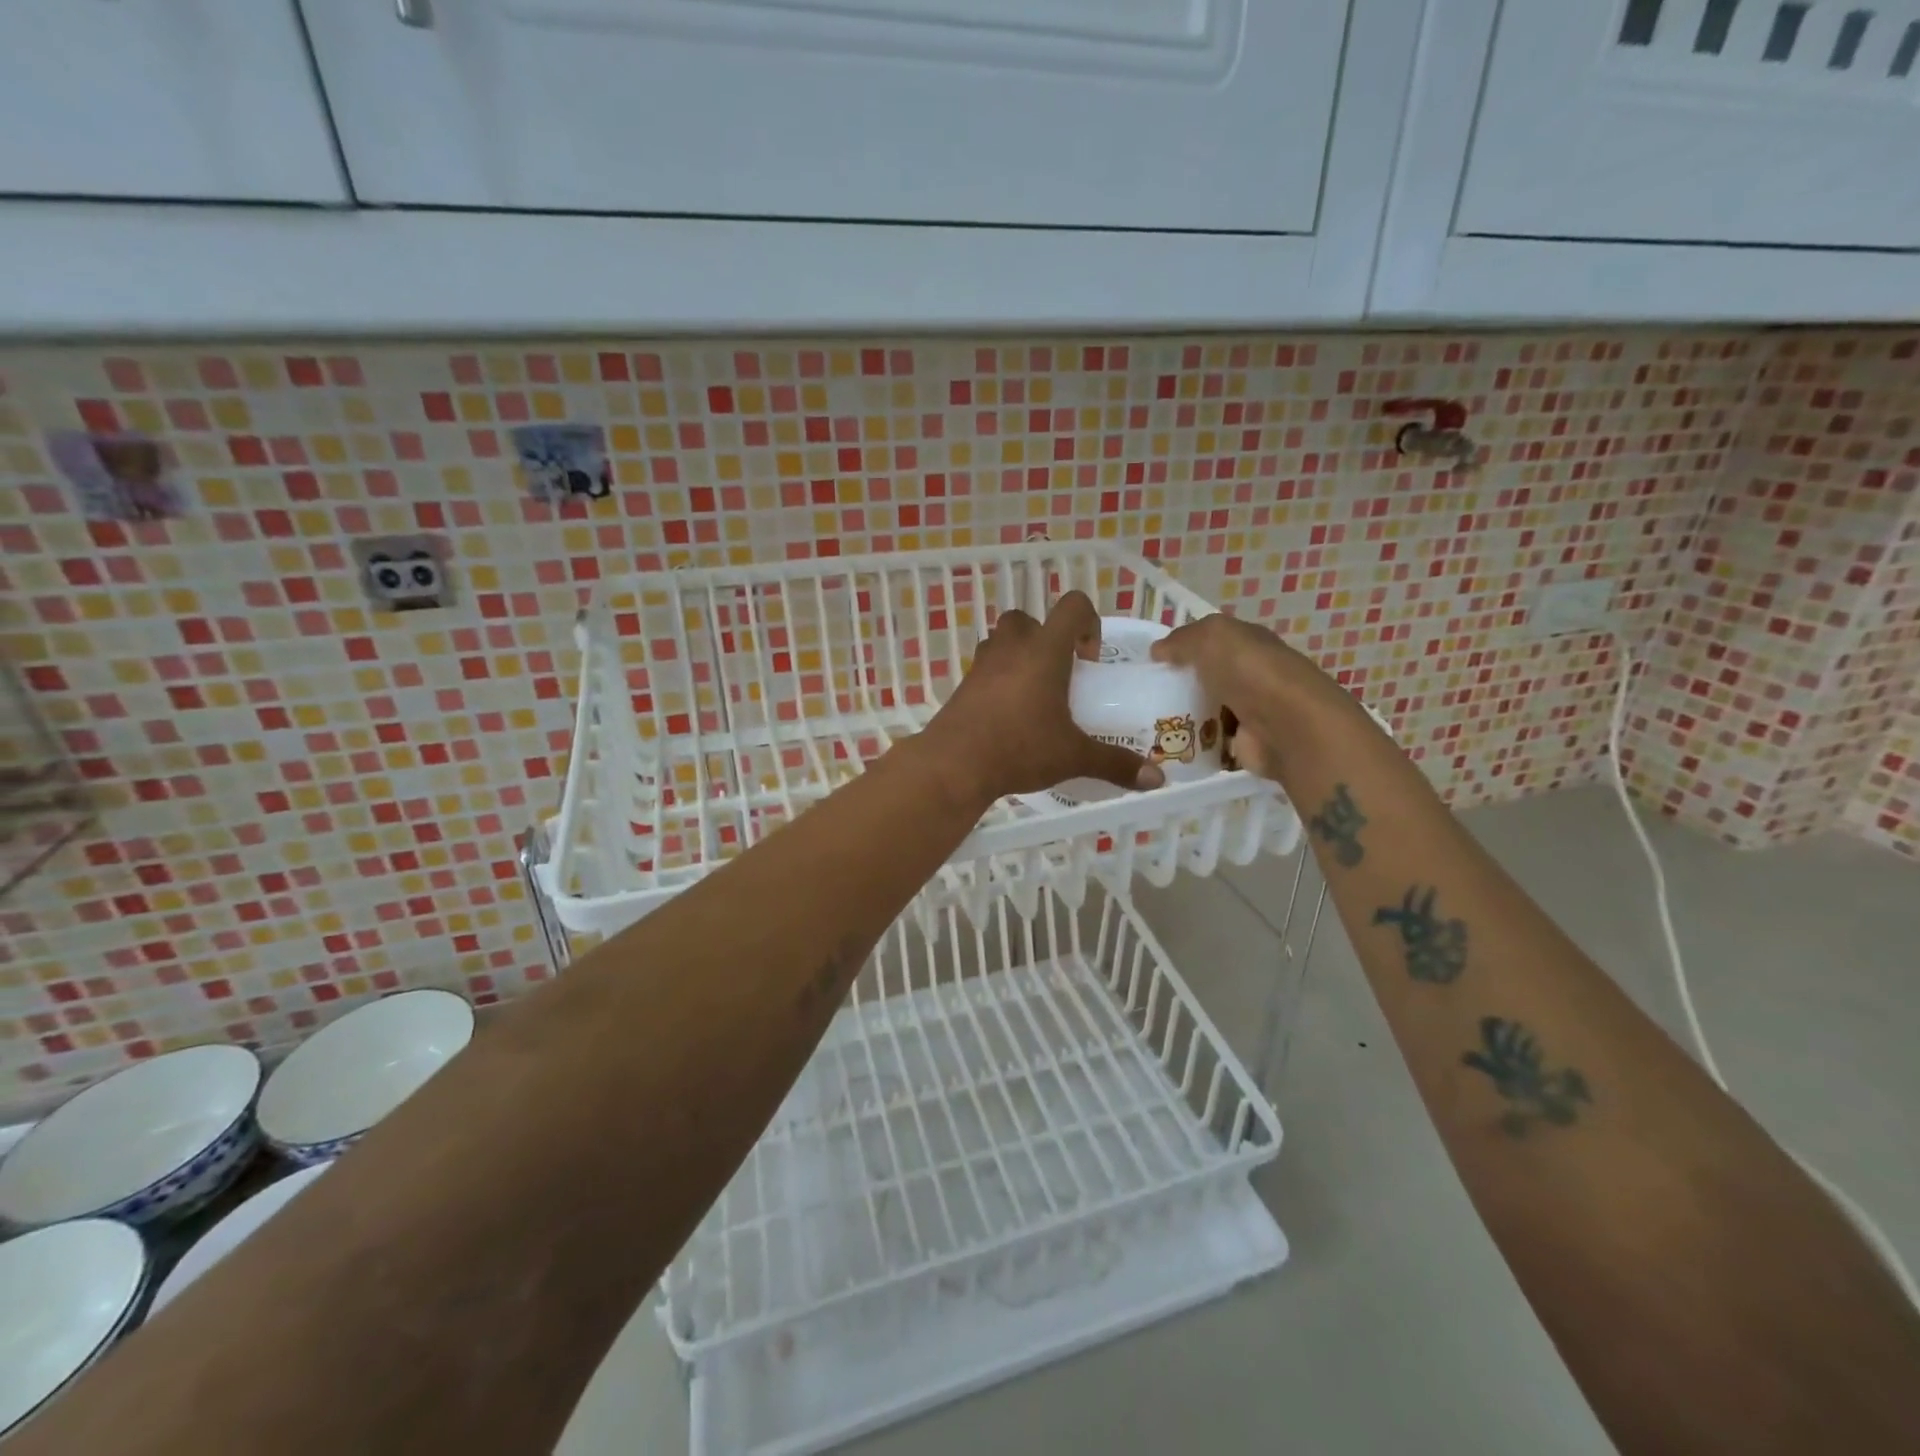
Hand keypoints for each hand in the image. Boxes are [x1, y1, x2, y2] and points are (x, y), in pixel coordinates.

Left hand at [925, 591, 1165, 802]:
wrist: (954, 765)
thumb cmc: (1020, 748)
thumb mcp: (1073, 756)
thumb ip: (1115, 763)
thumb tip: (1157, 779)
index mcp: (1044, 651)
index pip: (1071, 606)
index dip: (1088, 621)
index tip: (1089, 660)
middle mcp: (1011, 648)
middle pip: (1028, 619)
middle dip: (1046, 638)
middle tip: (1059, 674)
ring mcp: (981, 665)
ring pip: (1001, 641)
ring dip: (1019, 655)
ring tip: (1034, 694)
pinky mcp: (962, 686)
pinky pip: (984, 669)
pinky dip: (998, 680)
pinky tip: (1009, 716)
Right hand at [1151, 613, 1344, 778]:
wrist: (1286, 726)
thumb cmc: (1249, 672)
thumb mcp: (1210, 638)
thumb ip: (1182, 640)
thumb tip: (1157, 651)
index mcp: (1248, 643)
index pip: (1212, 641)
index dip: (1183, 647)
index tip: (1151, 662)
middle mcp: (1252, 675)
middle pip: (1208, 678)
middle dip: (1180, 685)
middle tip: (1143, 695)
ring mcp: (1250, 712)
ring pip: (1208, 710)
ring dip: (1183, 717)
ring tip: (1146, 723)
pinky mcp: (1246, 744)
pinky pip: (1212, 743)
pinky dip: (1194, 746)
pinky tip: (1168, 746)